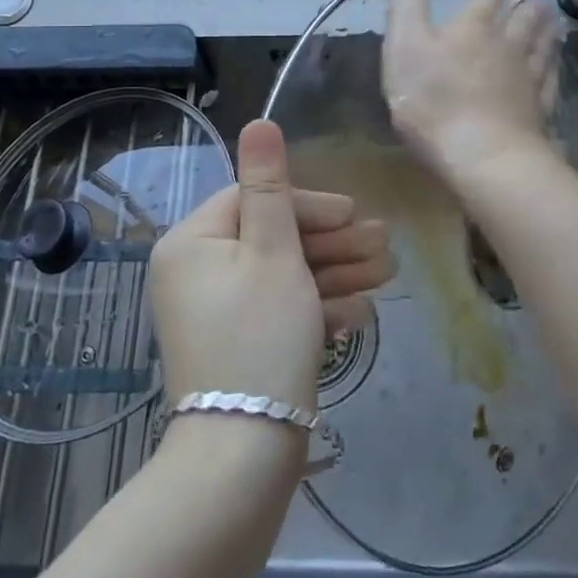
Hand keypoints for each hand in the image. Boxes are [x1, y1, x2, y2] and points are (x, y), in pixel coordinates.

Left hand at [150, 120, 391, 413]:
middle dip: (331, 244)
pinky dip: (316, 311)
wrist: (242, 456)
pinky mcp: (237, 346)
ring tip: (385, 276)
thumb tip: (258, 121)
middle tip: (384, 247)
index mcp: (192, 242)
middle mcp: (196, 272)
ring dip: (334, 274)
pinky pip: (278, 313)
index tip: (354, 216)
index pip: (254, 200)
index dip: (308, 205)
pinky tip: (358, 314)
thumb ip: (269, 184)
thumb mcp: (273, 252)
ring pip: (282, 277)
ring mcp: (216, 312)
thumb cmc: (260, 336)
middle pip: (272, 239)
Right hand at [383, 0, 559, 179]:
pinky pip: (550, 82)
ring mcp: (528, 79)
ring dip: (547, 32)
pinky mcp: (539, 111)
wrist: (482, 157)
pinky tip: (556, 69)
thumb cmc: (434, 99)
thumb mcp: (404, 45)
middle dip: (528, 8)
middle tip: (537, 0)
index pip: (487, 0)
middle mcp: (508, 45)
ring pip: (542, 48)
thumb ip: (407, 4)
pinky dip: (554, 69)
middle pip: (523, 20)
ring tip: (554, 23)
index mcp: (474, 27)